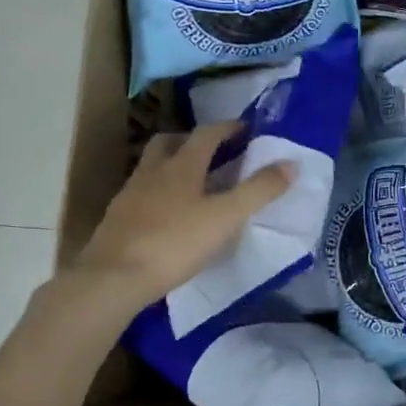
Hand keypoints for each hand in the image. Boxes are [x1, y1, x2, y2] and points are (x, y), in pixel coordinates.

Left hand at [71, 121, 294, 311]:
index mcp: (181, 165)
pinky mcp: (117, 219)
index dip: (227, 128)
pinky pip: (141, 194)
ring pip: (152, 168)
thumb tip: (291, 163)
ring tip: (192, 184)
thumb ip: (259, 190)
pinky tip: (167, 215)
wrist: (114, 277)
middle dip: (191, 140)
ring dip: (172, 166)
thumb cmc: (174, 242)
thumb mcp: (225, 217)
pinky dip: (158, 194)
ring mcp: (130, 195)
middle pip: (169, 143)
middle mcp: (152, 172)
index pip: (206, 134)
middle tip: (213, 151)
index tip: (245, 129)